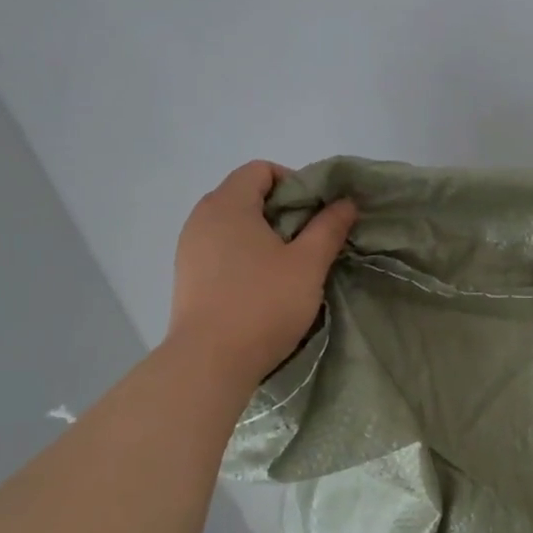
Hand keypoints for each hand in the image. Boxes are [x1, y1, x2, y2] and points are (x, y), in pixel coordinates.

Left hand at [168, 162, 356, 379]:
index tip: (316, 213)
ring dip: (265, 234)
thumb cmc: (263, 304)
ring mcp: (189, 248)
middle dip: (283, 210)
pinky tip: (264, 284)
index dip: (294, 182)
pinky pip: (221, 248)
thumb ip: (328, 227)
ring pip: (234, 224)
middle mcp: (201, 218)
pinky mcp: (187, 276)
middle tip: (310, 239)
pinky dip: (245, 254)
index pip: (260, 170)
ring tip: (290, 264)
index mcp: (228, 205)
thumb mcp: (307, 263)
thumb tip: (345, 202)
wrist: (209, 363)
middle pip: (246, 194)